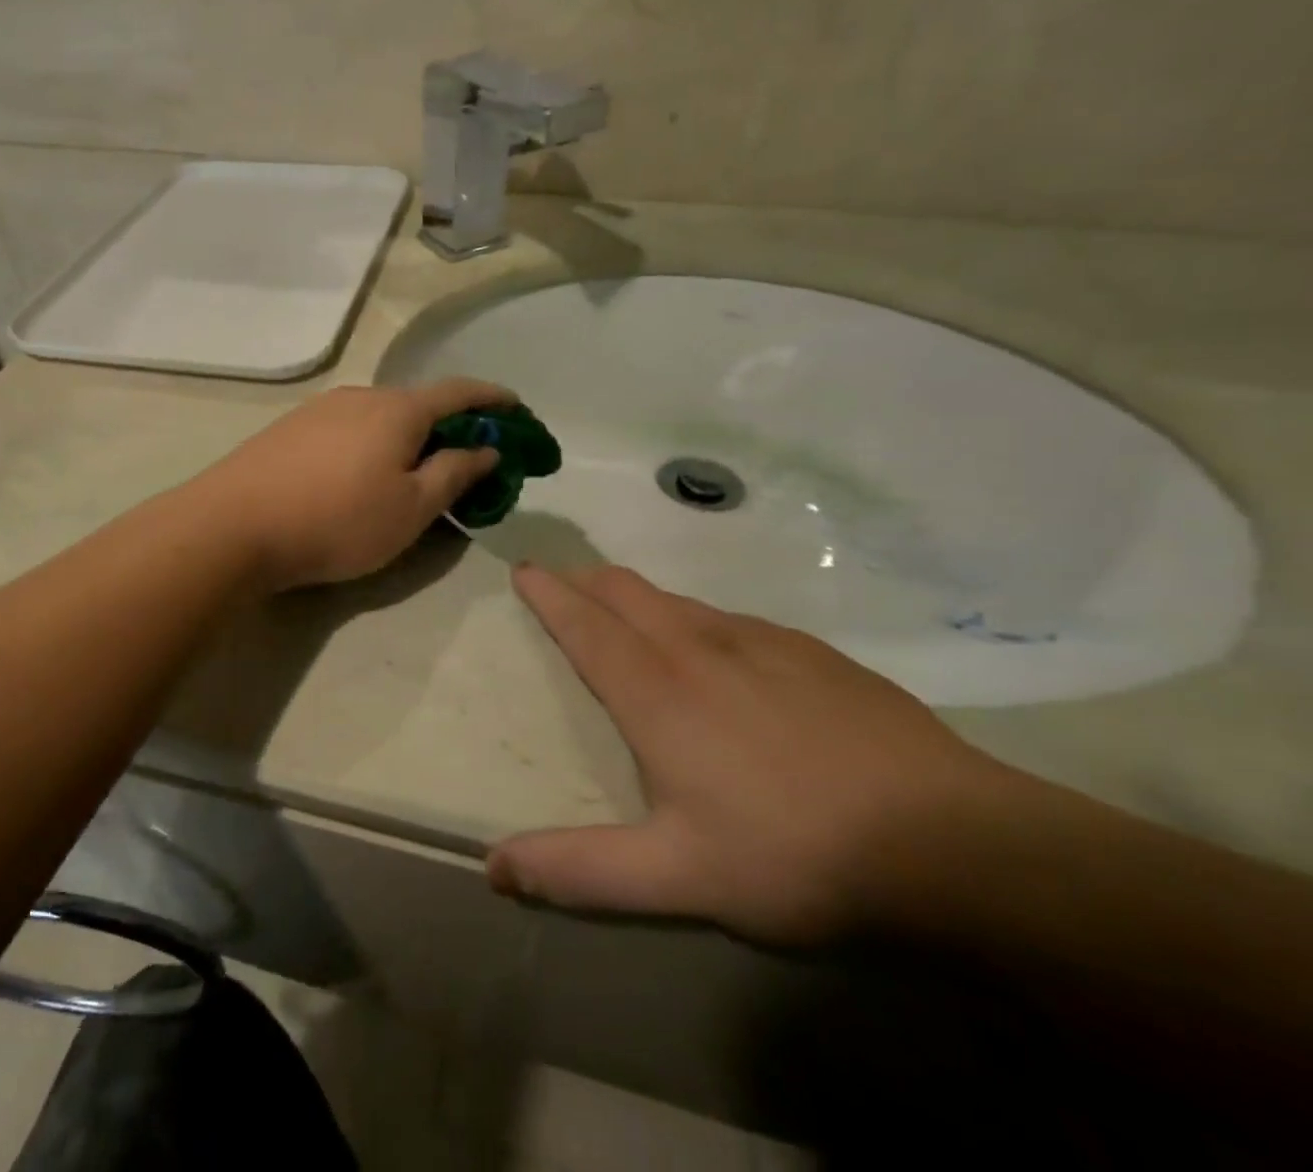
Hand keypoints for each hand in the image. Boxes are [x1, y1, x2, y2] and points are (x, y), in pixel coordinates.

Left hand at [199, 378, 517, 592]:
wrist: (234, 526)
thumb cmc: (337, 520)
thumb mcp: (411, 508)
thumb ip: (454, 473)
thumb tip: (485, 447)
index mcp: (398, 410)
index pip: (458, 391)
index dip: (493, 397)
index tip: (517, 407)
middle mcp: (360, 396)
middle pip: (417, 403)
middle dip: (450, 424)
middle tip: (467, 456)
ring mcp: (319, 409)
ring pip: (380, 416)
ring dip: (408, 436)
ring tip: (415, 469)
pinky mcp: (289, 429)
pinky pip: (348, 428)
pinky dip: (373, 443)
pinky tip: (362, 472)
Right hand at [487, 565, 1009, 944]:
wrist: (953, 843)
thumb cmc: (794, 854)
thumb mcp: (677, 877)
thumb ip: (579, 869)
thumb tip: (493, 867)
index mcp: (655, 689)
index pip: (584, 622)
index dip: (548, 592)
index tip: (524, 570)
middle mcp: (698, 646)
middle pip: (625, 590)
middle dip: (586, 580)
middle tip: (564, 586)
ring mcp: (760, 641)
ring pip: (678, 600)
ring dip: (639, 599)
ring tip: (629, 618)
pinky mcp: (812, 652)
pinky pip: (731, 620)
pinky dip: (698, 621)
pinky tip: (722, 657)